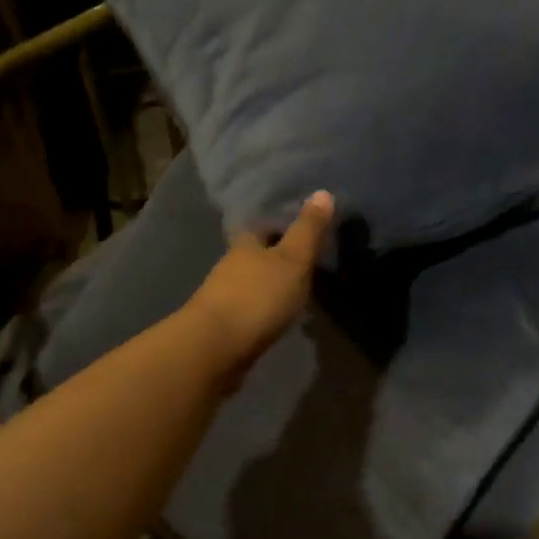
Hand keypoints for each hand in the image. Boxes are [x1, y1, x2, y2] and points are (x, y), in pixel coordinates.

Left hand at [183, 191, 334, 386]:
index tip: (303, 230)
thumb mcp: (293, 260)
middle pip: (255, 254)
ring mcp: (223, 296)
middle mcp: (230, 265)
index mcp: (246, 244)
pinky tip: (276, 316)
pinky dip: (262, 308)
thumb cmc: (258, 297)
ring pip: (250, 281)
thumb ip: (308, 230)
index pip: (263, 226)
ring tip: (295, 290)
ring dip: (268, 284)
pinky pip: (248, 308)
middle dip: (275, 256)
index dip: (281, 226)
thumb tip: (323, 191)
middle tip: (304, 261)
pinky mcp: (223, 324)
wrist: (215, 348)